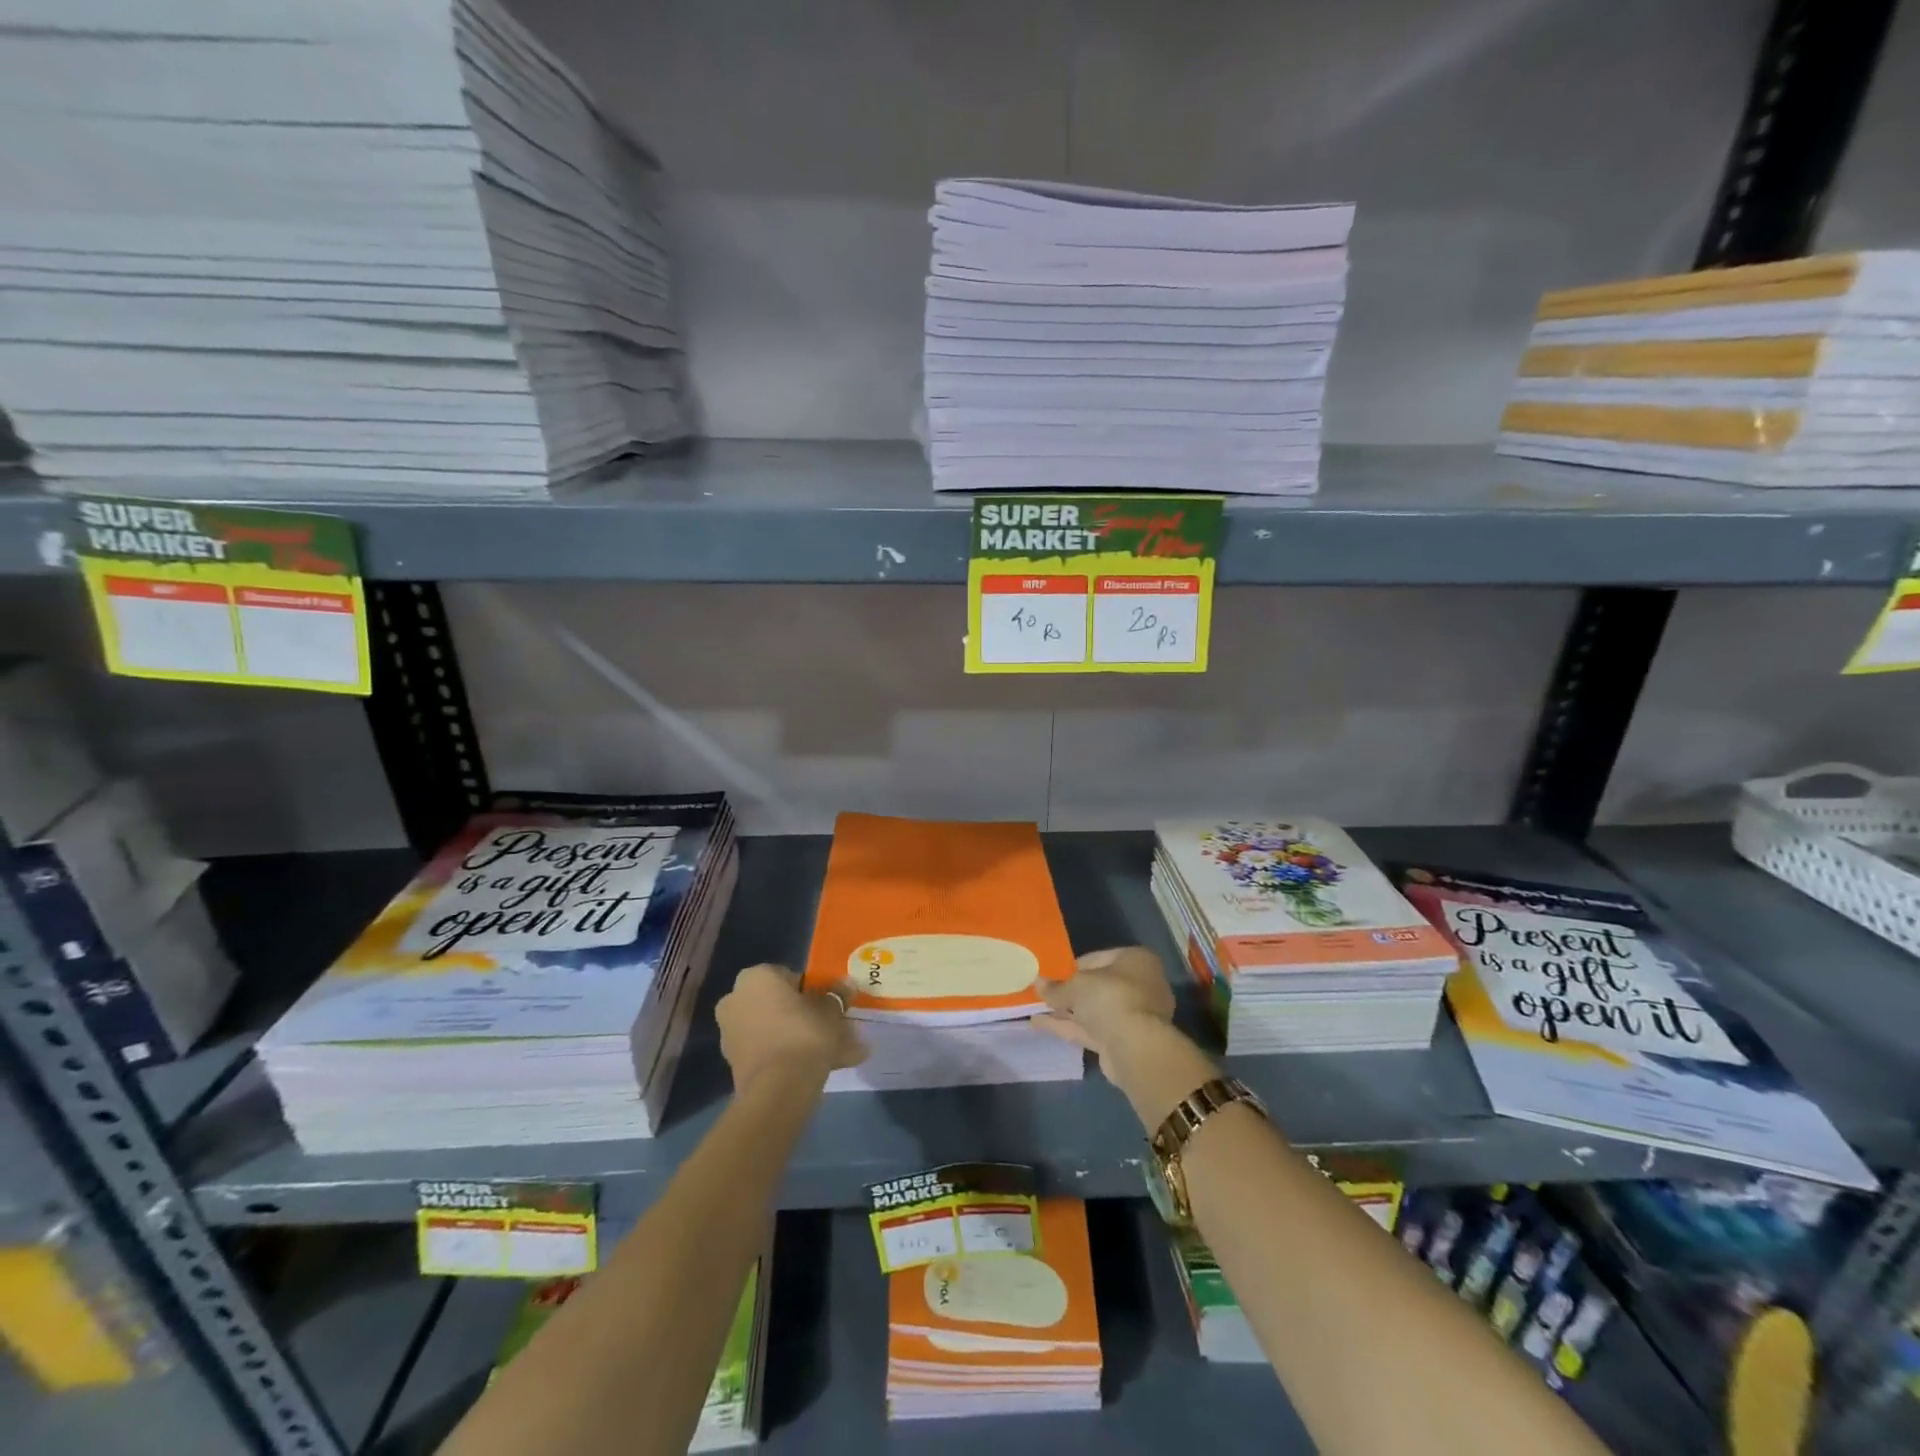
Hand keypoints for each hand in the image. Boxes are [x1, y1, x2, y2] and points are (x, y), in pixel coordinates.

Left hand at [716, 964, 866, 1091]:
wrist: (778, 1089)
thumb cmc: (804, 1033)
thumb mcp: (830, 1009)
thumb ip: (837, 995)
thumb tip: (847, 984)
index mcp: (755, 977)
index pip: (789, 976)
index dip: (813, 990)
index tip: (830, 1004)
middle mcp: (736, 1000)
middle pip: (781, 1005)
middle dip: (809, 1017)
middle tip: (837, 1028)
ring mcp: (733, 1034)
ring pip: (778, 1031)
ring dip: (805, 1039)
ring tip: (840, 1053)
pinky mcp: (737, 1064)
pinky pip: (772, 1052)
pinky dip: (794, 1057)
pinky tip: (826, 1067)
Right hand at [1033, 946, 1176, 1070]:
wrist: (1136, 1049)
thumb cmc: (1111, 998)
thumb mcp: (1077, 985)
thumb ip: (1056, 986)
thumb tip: (1038, 982)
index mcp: (1136, 960)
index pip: (1097, 958)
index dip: (1071, 966)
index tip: (1050, 973)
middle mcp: (1139, 985)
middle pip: (1095, 986)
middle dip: (1068, 991)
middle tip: (1041, 991)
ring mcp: (1132, 1015)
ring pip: (1092, 1010)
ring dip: (1064, 1010)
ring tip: (1033, 1008)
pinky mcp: (1122, 1041)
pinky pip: (1090, 1029)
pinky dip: (1067, 1026)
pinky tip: (1039, 1024)